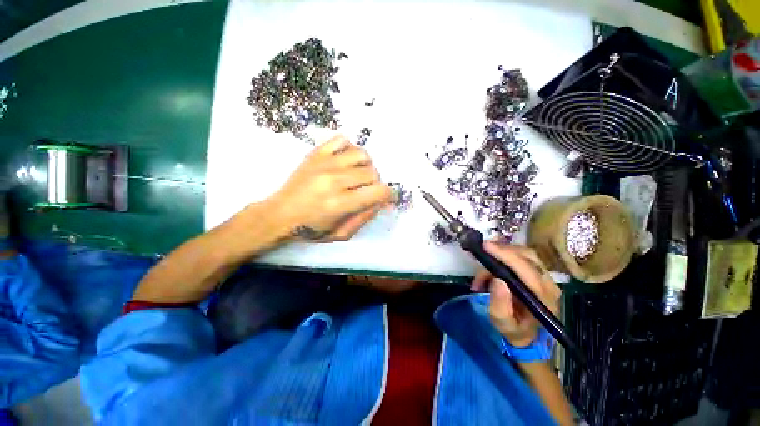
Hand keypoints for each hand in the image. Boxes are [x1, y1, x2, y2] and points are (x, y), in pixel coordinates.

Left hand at [268, 135, 392, 241]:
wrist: (279, 215)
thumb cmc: (310, 229)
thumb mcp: (341, 234)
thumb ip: (364, 218)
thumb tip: (380, 202)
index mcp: (341, 203)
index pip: (378, 192)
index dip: (389, 195)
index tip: (387, 198)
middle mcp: (335, 180)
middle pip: (372, 173)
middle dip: (375, 184)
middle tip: (366, 191)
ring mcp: (325, 163)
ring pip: (362, 154)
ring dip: (365, 166)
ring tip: (357, 175)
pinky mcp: (316, 153)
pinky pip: (342, 140)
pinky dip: (349, 149)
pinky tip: (345, 162)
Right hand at [471, 242, 561, 347]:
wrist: (529, 337)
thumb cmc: (515, 331)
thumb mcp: (503, 324)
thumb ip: (500, 305)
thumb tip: (497, 280)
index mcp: (543, 298)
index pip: (526, 269)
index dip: (506, 255)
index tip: (486, 246)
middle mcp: (549, 284)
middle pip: (527, 256)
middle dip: (502, 251)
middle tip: (482, 253)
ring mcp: (546, 277)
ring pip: (524, 254)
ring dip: (501, 255)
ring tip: (484, 270)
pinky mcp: (539, 274)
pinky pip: (522, 257)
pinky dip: (504, 257)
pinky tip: (492, 269)